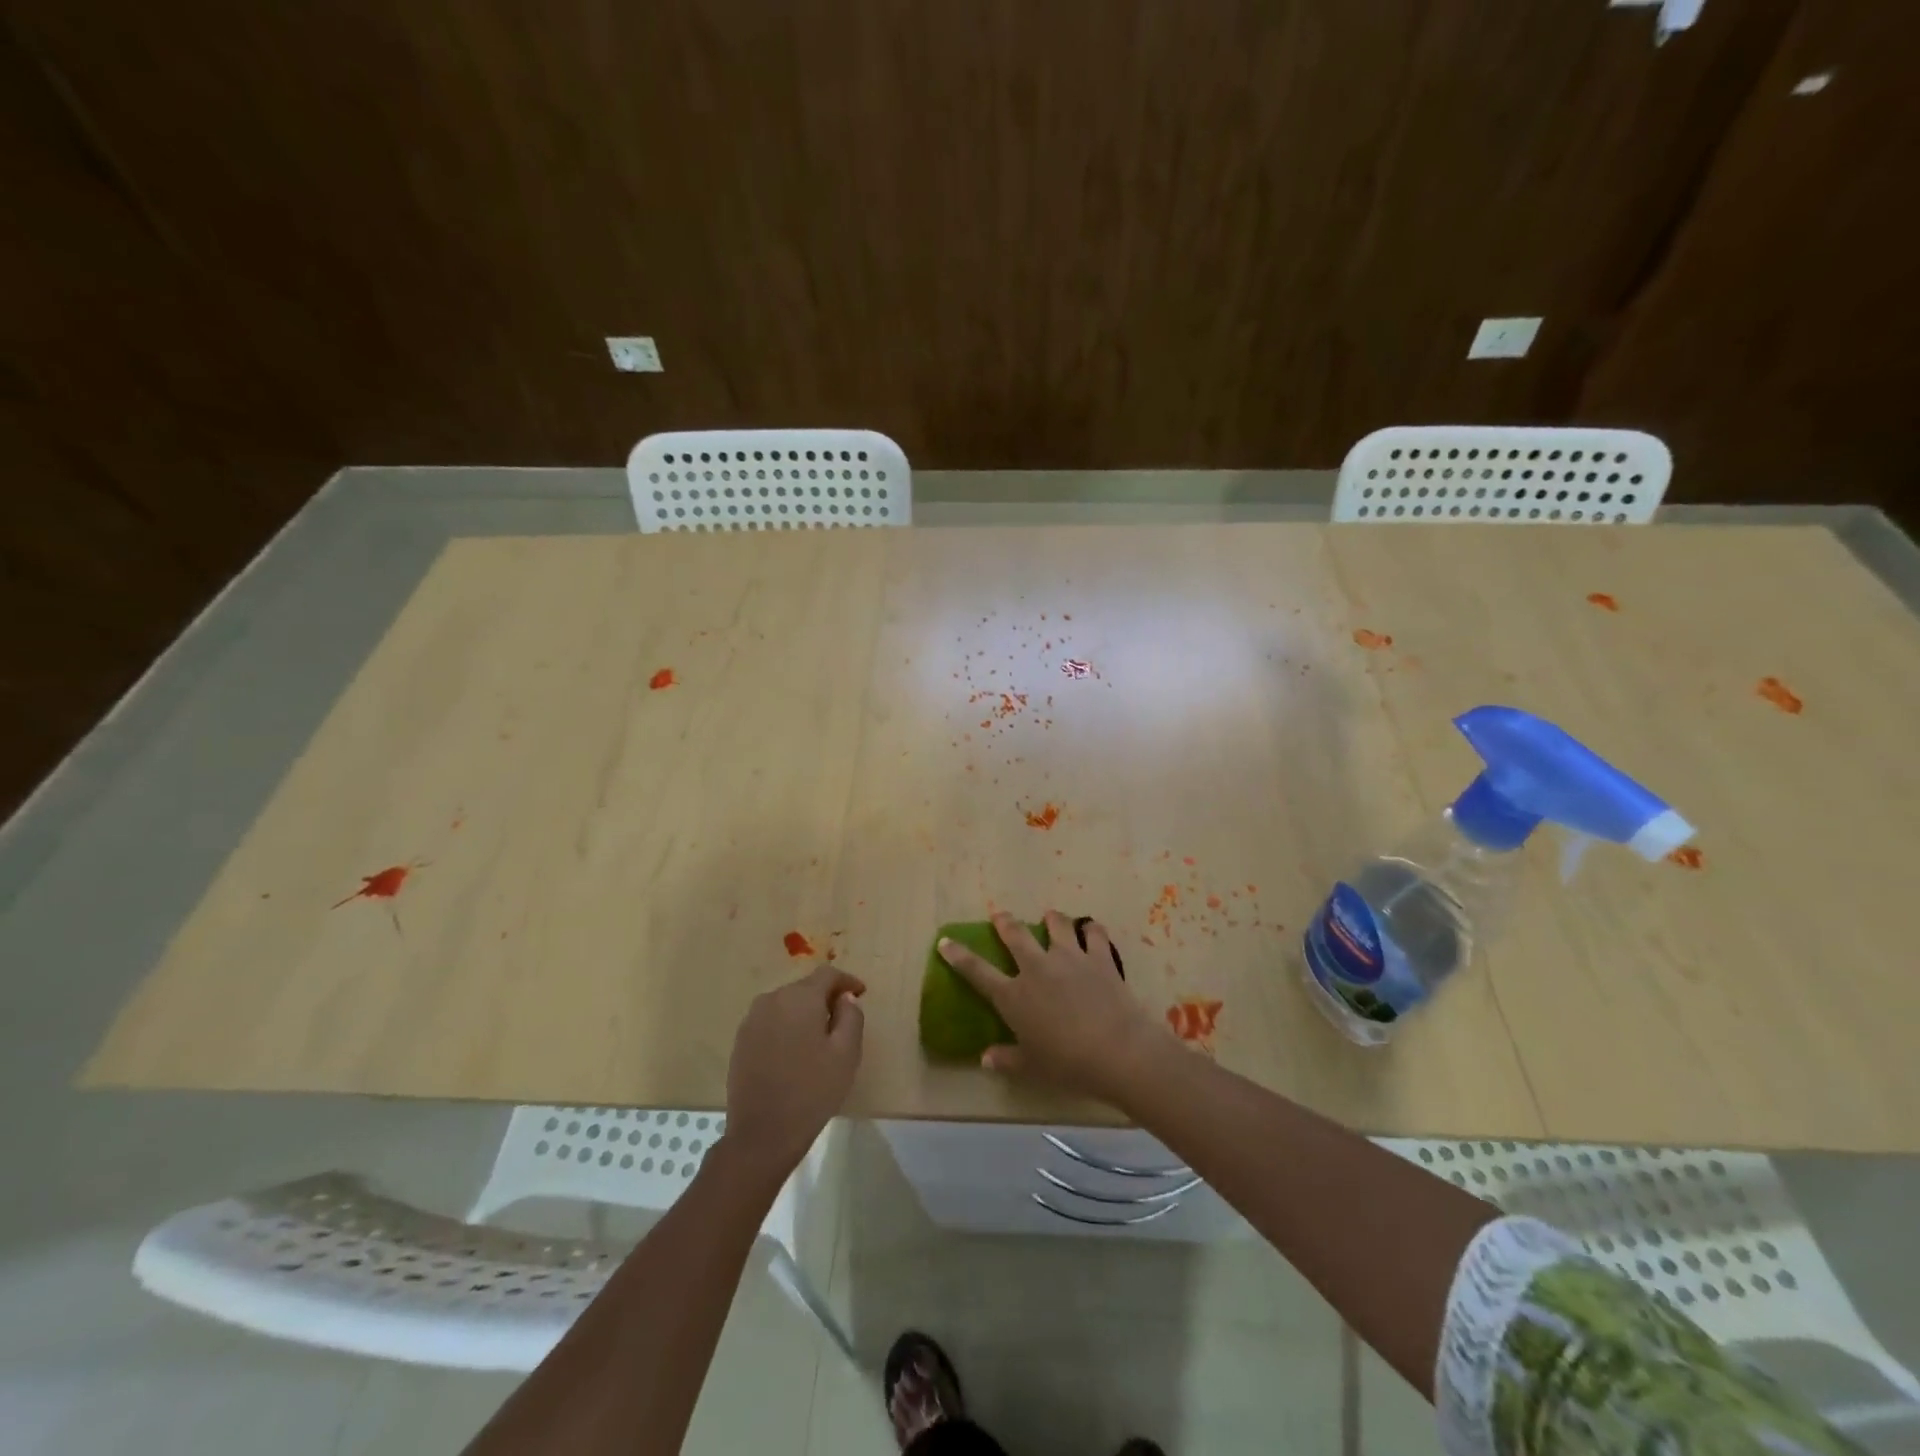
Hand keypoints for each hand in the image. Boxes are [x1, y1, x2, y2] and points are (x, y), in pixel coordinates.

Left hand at [724, 964, 865, 1176]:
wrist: (762, 1134)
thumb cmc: (812, 1091)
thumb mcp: (846, 1053)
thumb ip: (851, 1016)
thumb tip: (845, 997)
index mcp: (800, 998)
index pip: (827, 974)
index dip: (847, 980)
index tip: (861, 993)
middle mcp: (772, 999)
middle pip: (805, 988)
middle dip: (826, 997)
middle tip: (843, 1019)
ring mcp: (752, 1020)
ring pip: (786, 1004)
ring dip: (804, 1012)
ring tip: (819, 1037)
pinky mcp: (741, 1040)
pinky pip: (771, 1021)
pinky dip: (786, 1027)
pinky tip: (795, 1051)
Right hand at [938, 910, 1166, 1104]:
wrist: (1117, 1050)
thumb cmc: (1068, 1065)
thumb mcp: (1032, 1068)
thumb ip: (1006, 1060)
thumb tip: (984, 1058)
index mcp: (1014, 996)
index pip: (977, 971)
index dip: (958, 956)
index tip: (945, 942)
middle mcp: (1037, 969)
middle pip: (1015, 935)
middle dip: (1004, 922)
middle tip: (1000, 916)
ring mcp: (1069, 958)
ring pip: (1056, 925)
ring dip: (1051, 918)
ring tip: (1050, 916)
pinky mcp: (1099, 957)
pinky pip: (1094, 933)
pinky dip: (1091, 929)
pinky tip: (1091, 929)